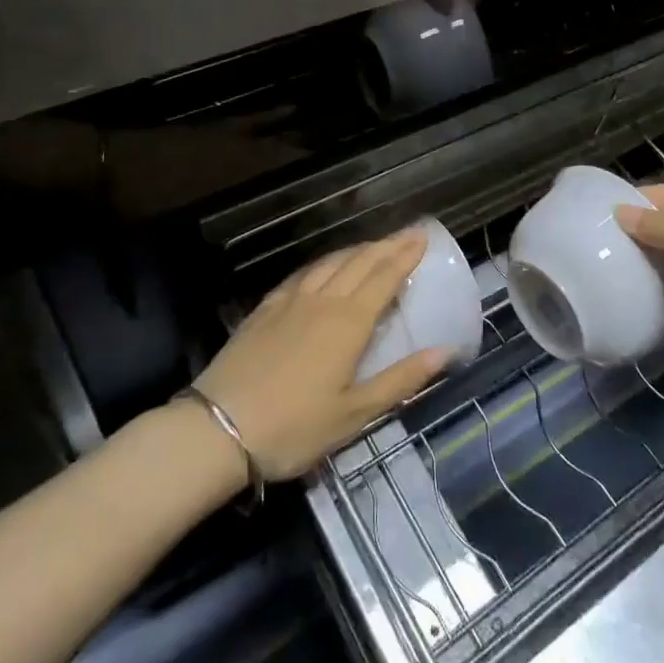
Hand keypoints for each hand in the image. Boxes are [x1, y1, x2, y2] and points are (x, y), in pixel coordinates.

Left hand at [193, 231, 449, 480]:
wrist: (217, 429)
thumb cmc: (294, 428)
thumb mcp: (354, 414)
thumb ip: (401, 380)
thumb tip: (446, 351)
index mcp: (349, 322)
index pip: (384, 278)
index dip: (405, 256)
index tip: (423, 237)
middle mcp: (323, 301)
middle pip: (359, 263)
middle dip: (386, 246)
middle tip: (407, 234)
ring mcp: (290, 302)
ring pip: (330, 263)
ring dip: (356, 250)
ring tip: (373, 245)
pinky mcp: (265, 309)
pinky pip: (302, 274)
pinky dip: (323, 263)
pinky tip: (323, 267)